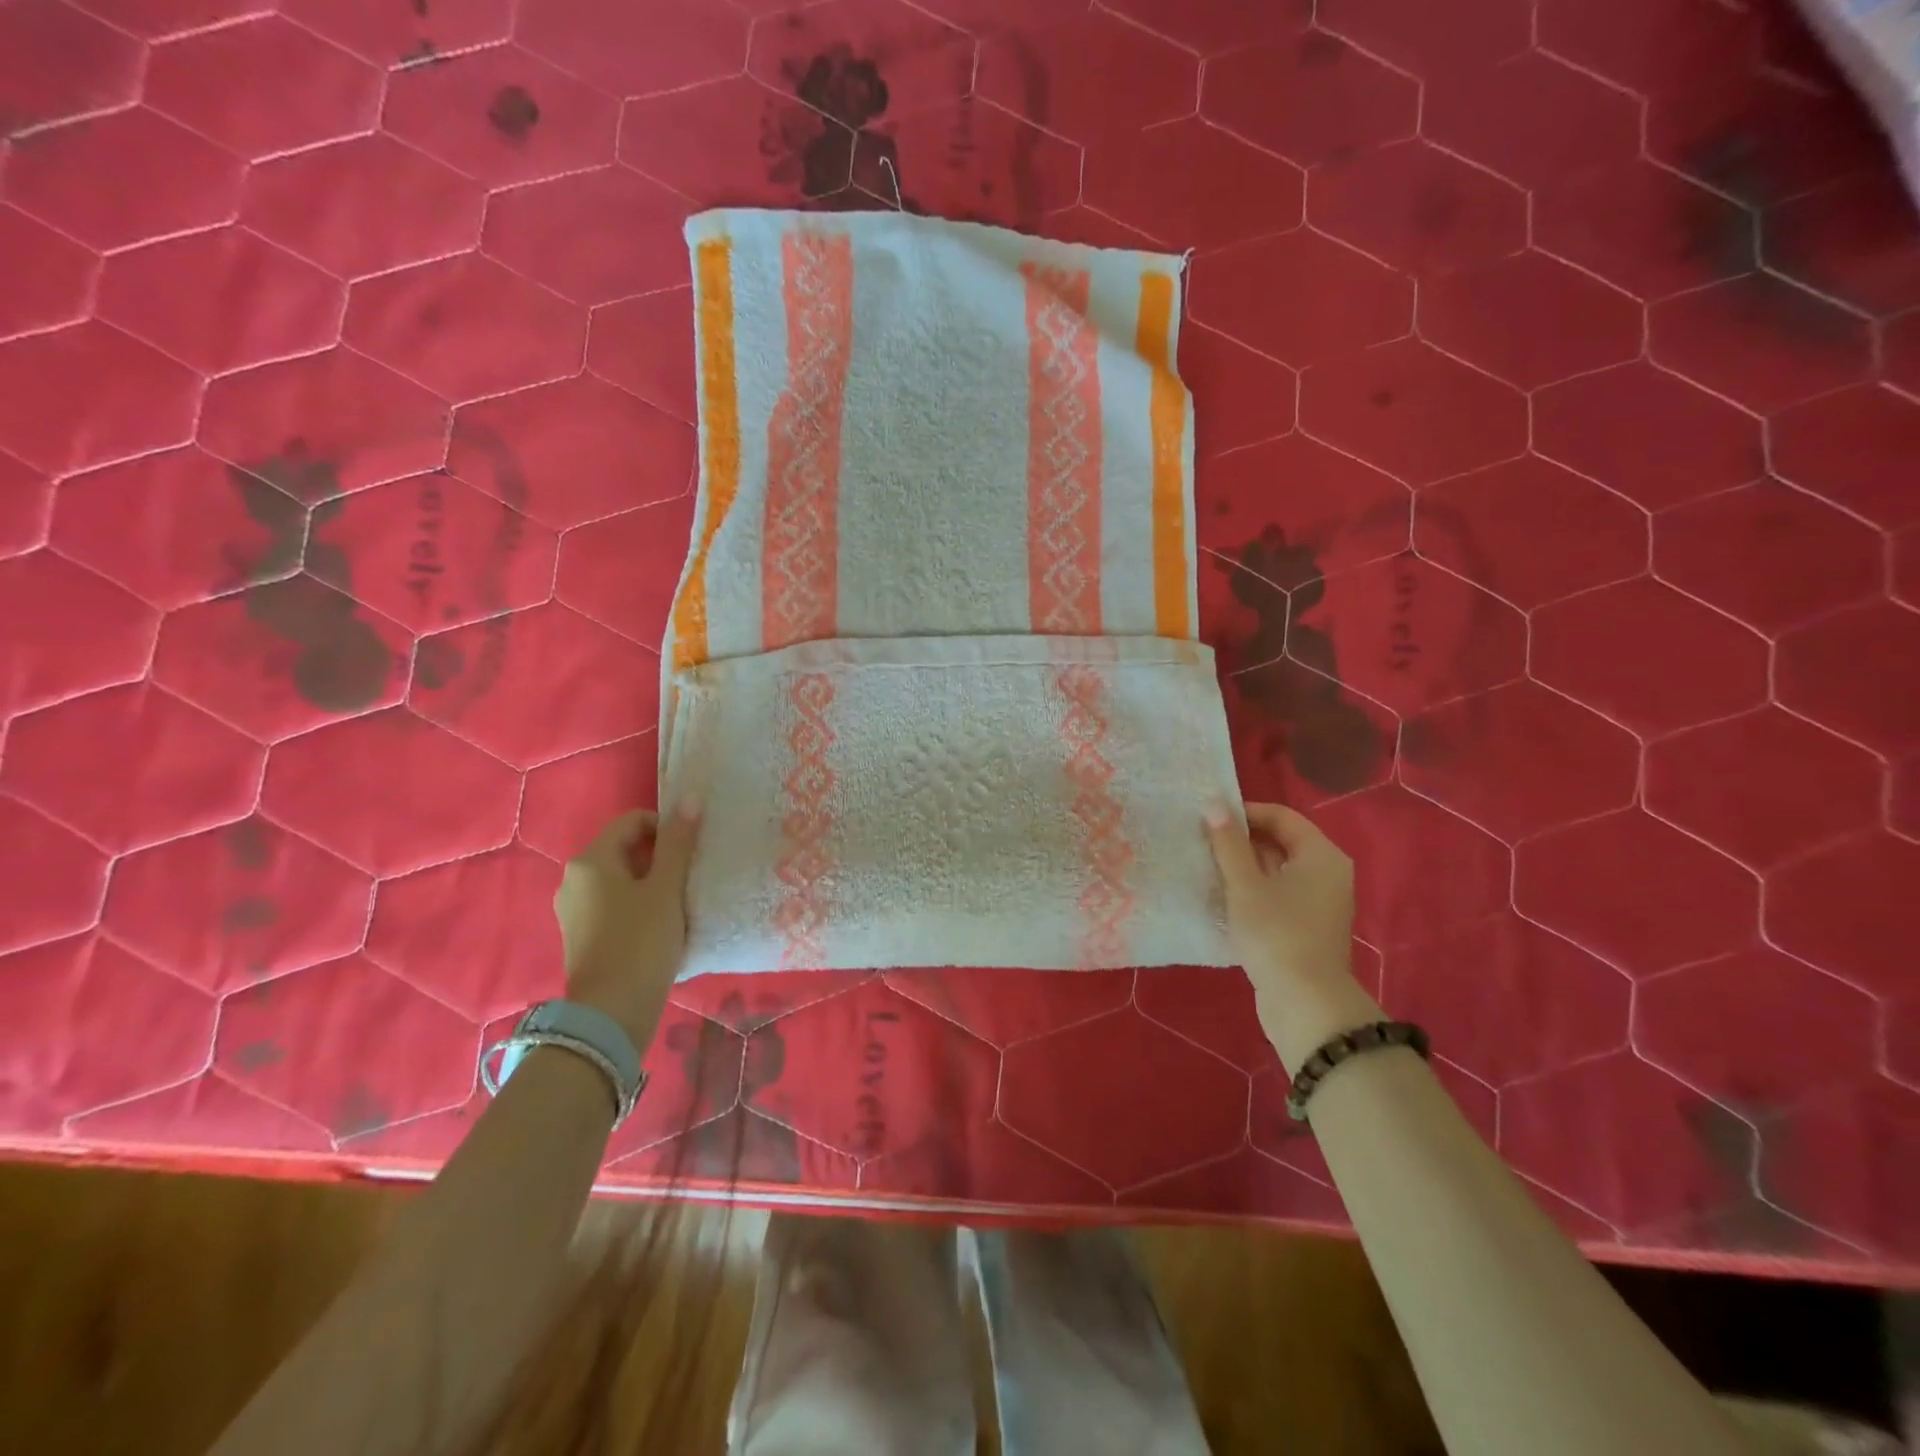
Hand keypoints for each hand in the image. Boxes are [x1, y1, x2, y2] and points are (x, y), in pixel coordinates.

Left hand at [554, 803, 699, 1045]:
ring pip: (621, 879)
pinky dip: (638, 905)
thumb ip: (678, 842)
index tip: (692, 852)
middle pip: (626, 849)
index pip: (633, 821)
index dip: (667, 828)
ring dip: (652, 883)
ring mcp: (574, 909)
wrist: (611, 1013)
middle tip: (690, 878)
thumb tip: (689, 798)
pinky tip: (660, 927)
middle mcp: (574, 878)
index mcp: (591, 860)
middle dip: (661, 857)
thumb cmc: (642, 941)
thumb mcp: (667, 888)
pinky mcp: (581, 935)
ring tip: (679, 904)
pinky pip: (614, 904)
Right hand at [1205, 801, 1356, 991]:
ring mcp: (1319, 902)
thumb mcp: (1245, 885)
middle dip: (1241, 839)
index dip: (1245, 812)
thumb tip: (1214, 805)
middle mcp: (1327, 873)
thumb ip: (1229, 843)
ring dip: (1244, 865)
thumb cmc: (1276, 934)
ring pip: (1277, 869)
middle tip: (1203, 841)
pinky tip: (1224, 896)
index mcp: (1321, 855)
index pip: (1281, 816)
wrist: (1305, 1004)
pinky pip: (1278, 893)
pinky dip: (1253, 888)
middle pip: (1281, 841)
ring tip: (1207, 866)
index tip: (1208, 819)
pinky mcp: (1307, 926)